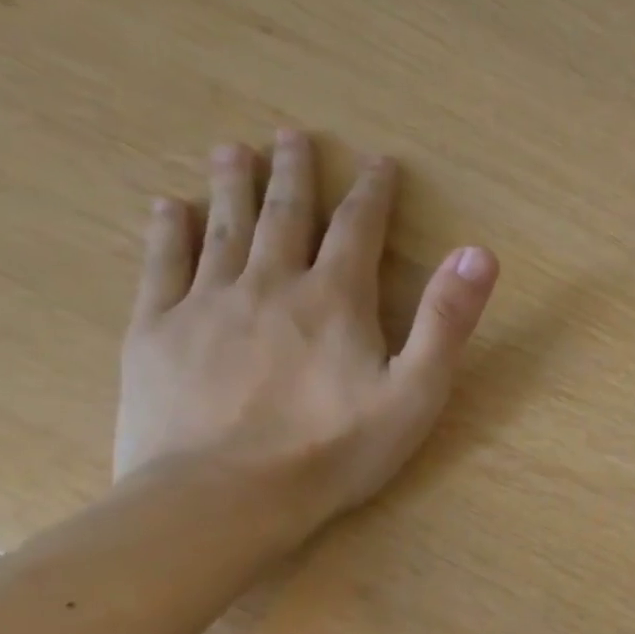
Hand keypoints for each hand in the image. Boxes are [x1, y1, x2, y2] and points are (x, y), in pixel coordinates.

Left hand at [115, 129, 499, 543]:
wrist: (224, 498)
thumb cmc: (335, 449)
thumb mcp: (416, 392)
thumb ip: (446, 320)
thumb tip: (478, 252)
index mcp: (335, 299)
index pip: (358, 228)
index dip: (373, 192)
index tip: (378, 161)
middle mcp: (270, 284)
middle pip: (283, 214)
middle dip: (294, 173)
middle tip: (292, 135)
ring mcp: (206, 303)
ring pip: (221, 227)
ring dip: (231, 184)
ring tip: (233, 148)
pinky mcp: (156, 331)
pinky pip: (162, 264)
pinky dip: (167, 229)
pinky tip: (168, 207)